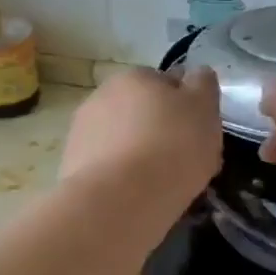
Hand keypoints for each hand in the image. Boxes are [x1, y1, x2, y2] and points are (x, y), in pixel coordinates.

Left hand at [61, 66, 221, 221]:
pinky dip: (119, 177)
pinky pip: (107, 168)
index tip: (199, 136)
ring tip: (158, 186)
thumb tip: (196, 75)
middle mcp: (102, 96)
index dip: (186, 110)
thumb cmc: (171, 147)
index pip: (167, 84)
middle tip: (182, 163)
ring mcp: (82, 131)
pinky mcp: (71, 165)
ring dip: (137, 155)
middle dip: (159, 133)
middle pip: (141, 114)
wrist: (119, 198)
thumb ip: (202, 86)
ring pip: (122, 141)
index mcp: (135, 76)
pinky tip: (135, 197)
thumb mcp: (204, 108)